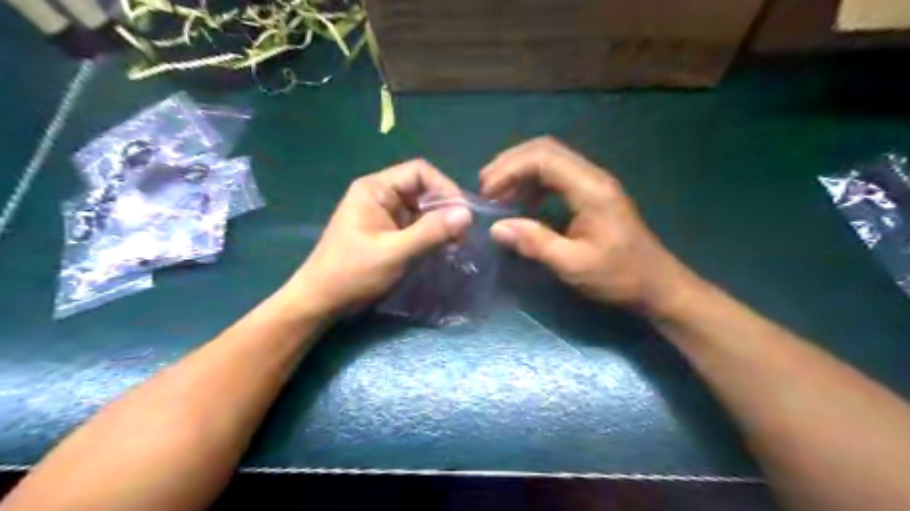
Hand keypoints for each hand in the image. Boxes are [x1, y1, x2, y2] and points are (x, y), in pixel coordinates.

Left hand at [285, 163, 472, 316]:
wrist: (322, 302)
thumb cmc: (353, 273)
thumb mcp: (395, 252)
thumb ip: (431, 232)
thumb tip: (467, 214)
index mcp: (375, 189)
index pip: (419, 172)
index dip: (444, 187)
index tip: (462, 214)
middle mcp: (380, 196)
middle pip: (422, 190)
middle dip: (444, 209)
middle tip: (461, 235)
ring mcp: (384, 215)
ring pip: (421, 210)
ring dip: (439, 225)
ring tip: (455, 245)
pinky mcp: (387, 233)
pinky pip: (415, 226)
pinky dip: (430, 235)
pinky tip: (441, 250)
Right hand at [479, 138, 698, 313]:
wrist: (657, 285)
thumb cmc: (619, 277)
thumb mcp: (573, 265)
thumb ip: (535, 243)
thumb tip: (496, 227)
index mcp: (590, 189)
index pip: (543, 158)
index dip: (509, 170)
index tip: (487, 194)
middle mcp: (592, 176)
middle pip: (544, 149)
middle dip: (510, 164)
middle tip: (485, 189)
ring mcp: (593, 183)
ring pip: (549, 159)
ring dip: (519, 171)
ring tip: (497, 195)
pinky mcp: (591, 194)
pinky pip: (556, 176)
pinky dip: (532, 183)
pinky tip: (522, 203)